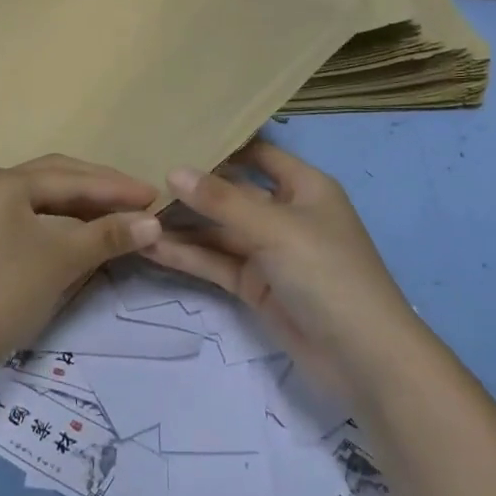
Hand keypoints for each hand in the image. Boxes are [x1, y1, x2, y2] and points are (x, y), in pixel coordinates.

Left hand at [0, 155, 160, 361]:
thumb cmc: (4, 292)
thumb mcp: (61, 259)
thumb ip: (109, 235)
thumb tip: (154, 223)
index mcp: (5, 181)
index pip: (73, 177)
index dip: (117, 187)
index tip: (154, 195)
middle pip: (54, 179)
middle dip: (98, 189)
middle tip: (138, 201)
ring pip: (39, 201)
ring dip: (78, 207)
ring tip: (114, 216)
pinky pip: (25, 220)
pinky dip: (56, 225)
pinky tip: (76, 236)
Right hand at [143, 140, 415, 392]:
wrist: (363, 360)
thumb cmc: (328, 274)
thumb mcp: (275, 229)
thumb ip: (222, 201)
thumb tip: (173, 170)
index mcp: (303, 187)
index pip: (257, 154)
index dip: (222, 145)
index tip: (175, 135)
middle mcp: (285, 213)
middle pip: (231, 193)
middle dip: (191, 187)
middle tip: (138, 175)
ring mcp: (269, 252)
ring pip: (218, 231)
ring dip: (181, 225)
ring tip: (132, 212)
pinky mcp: (255, 286)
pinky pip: (216, 262)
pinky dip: (187, 255)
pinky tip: (149, 246)